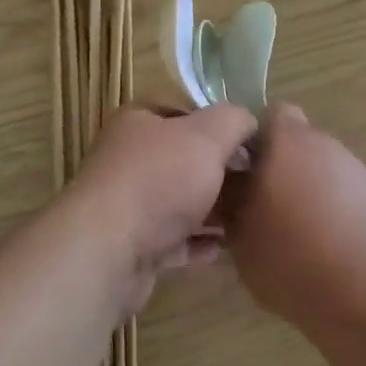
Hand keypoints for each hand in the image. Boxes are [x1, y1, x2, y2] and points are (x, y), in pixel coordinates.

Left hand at [62, 103, 256, 310]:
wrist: (108, 251)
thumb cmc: (158, 180)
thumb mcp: (207, 136)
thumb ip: (233, 121)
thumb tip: (249, 122)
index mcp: (138, 122)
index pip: (183, 113)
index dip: (217, 125)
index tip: (250, 144)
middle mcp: (128, 159)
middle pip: (182, 159)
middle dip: (218, 170)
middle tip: (256, 182)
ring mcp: (127, 205)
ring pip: (178, 202)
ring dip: (211, 209)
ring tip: (248, 216)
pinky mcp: (131, 246)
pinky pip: (172, 240)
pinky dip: (197, 243)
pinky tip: (223, 247)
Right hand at [222, 106, 365, 333]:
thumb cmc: (295, 259)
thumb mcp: (241, 237)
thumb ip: (230, 203)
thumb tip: (226, 188)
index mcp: (287, 141)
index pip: (268, 115)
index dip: (251, 139)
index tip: (239, 173)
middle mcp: (324, 144)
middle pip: (295, 143)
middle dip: (278, 168)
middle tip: (260, 208)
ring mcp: (357, 170)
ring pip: (320, 170)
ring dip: (306, 191)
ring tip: (293, 236)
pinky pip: (344, 194)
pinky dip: (332, 211)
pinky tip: (325, 250)